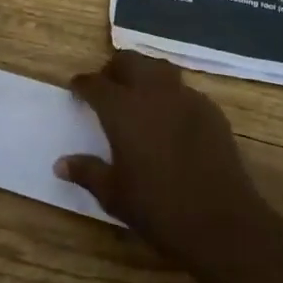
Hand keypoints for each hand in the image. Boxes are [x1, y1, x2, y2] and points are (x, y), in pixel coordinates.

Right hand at [55, 50, 268, 268]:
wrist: (221, 221)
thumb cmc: (158, 209)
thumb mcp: (114, 195)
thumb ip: (87, 172)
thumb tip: (60, 163)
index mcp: (123, 110)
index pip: (96, 84)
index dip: (83, 84)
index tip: (76, 89)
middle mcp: (153, 93)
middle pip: (129, 62)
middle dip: (113, 69)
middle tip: (106, 87)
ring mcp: (186, 97)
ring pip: (159, 68)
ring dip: (143, 73)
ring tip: (137, 94)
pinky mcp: (210, 109)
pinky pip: (183, 89)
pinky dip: (169, 94)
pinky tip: (169, 117)